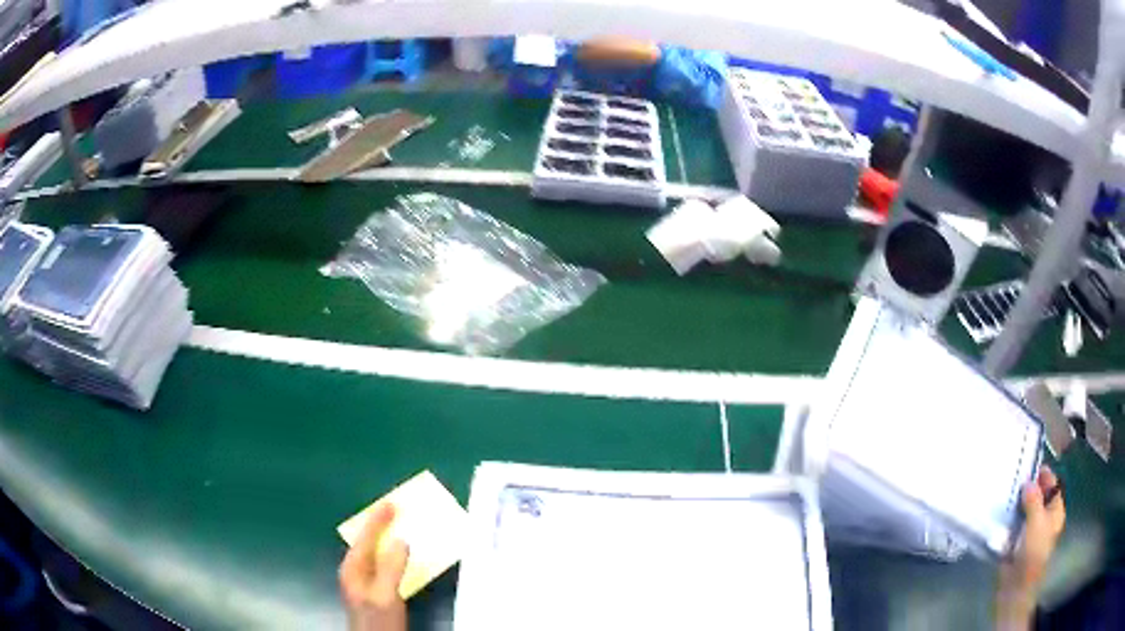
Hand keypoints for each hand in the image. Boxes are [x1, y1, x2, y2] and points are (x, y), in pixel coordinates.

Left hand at [339, 502, 409, 630]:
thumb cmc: (378, 620)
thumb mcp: (385, 594)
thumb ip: (391, 567)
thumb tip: (401, 540)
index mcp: (352, 568)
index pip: (364, 537)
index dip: (377, 519)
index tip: (392, 502)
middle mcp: (355, 571)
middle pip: (367, 542)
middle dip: (381, 525)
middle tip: (397, 509)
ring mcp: (364, 582)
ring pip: (376, 552)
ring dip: (388, 539)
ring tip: (403, 526)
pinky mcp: (375, 590)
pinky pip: (383, 563)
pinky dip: (393, 553)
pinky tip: (404, 554)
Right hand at [995, 466, 1065, 629]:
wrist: (1016, 590)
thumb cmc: (1033, 554)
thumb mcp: (1036, 523)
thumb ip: (1033, 501)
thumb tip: (1028, 483)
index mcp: (1055, 513)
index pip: (1054, 486)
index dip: (1045, 476)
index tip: (1032, 467)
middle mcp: (1045, 521)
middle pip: (1039, 499)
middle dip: (1030, 490)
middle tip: (1017, 480)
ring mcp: (1031, 534)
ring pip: (1025, 513)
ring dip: (1018, 506)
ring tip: (1006, 496)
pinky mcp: (1017, 546)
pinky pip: (1014, 528)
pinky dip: (1009, 521)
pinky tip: (1001, 517)